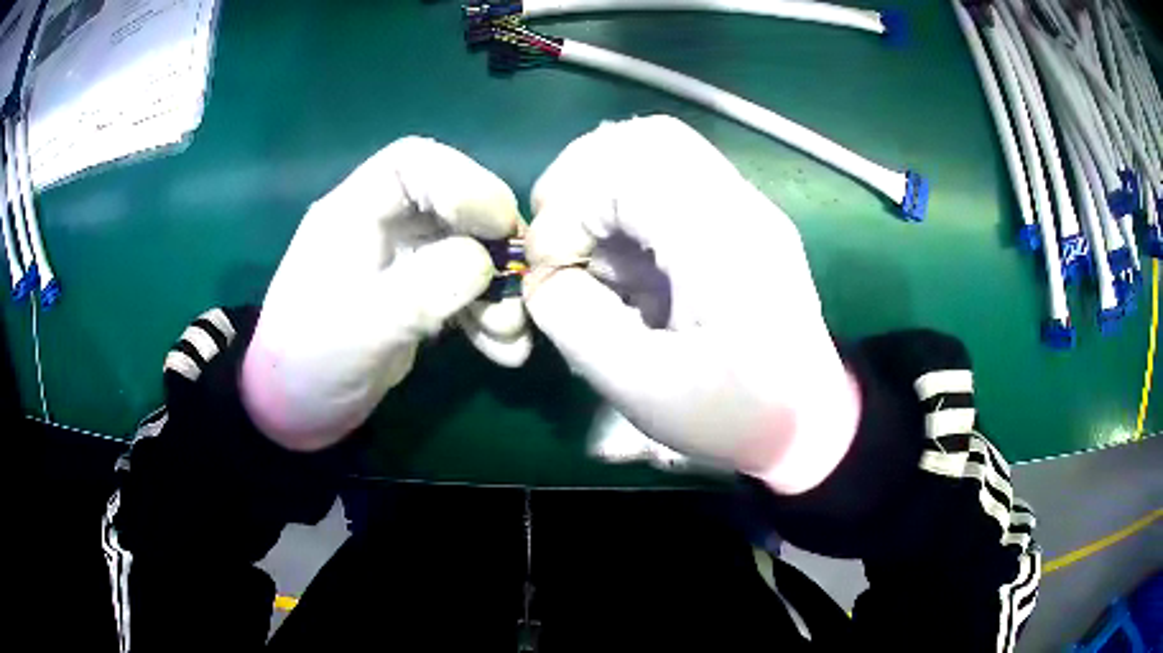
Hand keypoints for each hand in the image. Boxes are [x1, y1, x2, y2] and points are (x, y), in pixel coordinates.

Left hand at [242, 137, 531, 450]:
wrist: (298, 410)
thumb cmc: (310, 363)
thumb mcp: (359, 329)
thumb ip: (419, 291)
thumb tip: (484, 262)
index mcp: (353, 213)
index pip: (413, 163)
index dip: (462, 181)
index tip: (498, 226)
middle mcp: (382, 227)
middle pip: (452, 205)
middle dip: (493, 242)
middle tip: (520, 282)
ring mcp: (402, 262)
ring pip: (466, 249)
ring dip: (497, 287)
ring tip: (511, 332)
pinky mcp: (417, 296)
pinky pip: (465, 290)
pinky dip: (488, 314)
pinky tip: (503, 349)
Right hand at [523, 116, 859, 493]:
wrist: (810, 420)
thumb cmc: (733, 414)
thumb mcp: (641, 387)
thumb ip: (575, 321)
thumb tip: (544, 275)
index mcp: (722, 241)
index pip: (626, 170)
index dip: (568, 209)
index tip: (551, 268)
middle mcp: (740, 204)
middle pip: (646, 138)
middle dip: (580, 179)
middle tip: (558, 236)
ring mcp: (746, 205)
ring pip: (658, 149)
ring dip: (602, 187)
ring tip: (583, 243)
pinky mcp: (741, 218)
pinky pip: (672, 179)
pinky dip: (627, 203)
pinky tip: (622, 255)